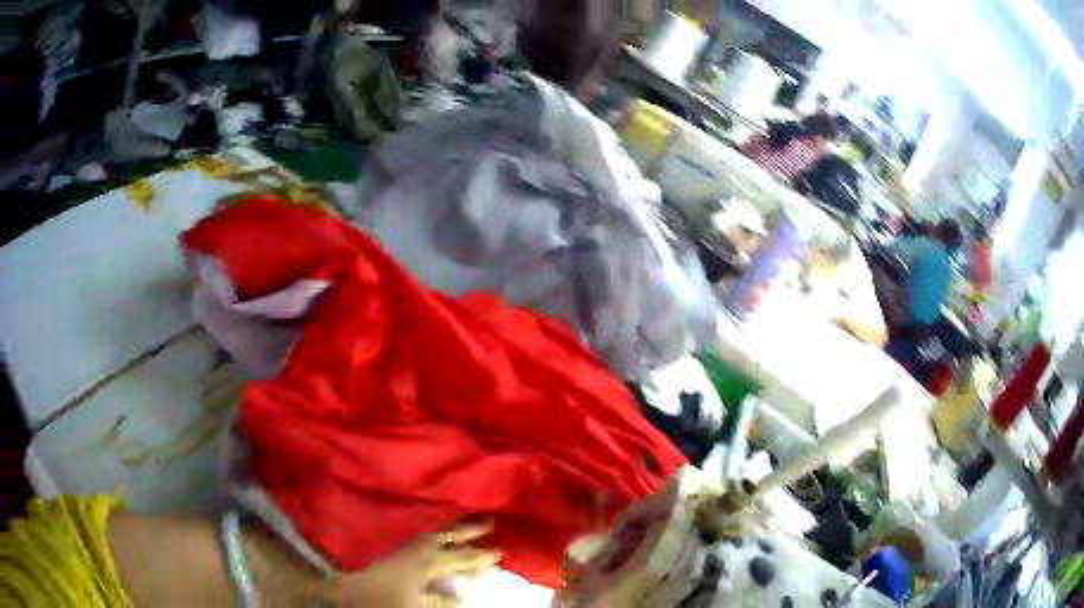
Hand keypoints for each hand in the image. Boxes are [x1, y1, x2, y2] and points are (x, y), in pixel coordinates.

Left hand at [334, 523, 500, 607]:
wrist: (341, 596)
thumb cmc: (380, 603)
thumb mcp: (414, 606)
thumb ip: (437, 601)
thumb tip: (460, 596)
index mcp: (418, 562)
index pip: (456, 556)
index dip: (479, 554)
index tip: (500, 549)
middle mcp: (409, 551)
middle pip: (442, 537)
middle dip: (466, 530)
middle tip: (489, 520)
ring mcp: (397, 551)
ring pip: (429, 536)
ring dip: (450, 531)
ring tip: (466, 527)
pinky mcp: (387, 555)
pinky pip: (416, 541)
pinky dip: (432, 538)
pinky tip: (435, 541)